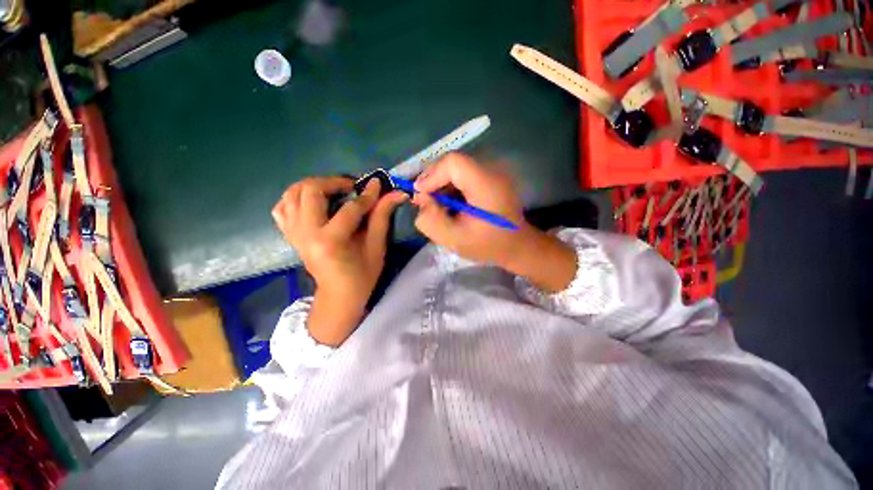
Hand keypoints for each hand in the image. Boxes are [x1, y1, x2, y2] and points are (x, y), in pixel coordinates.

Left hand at [272, 177, 406, 345]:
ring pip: (292, 193)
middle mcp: (306, 233)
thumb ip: (382, 216)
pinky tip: (313, 201)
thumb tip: (395, 193)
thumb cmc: (363, 275)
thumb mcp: (376, 247)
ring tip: (333, 190)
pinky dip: (296, 198)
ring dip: (314, 185)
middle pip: (311, 191)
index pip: (349, 208)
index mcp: (330, 241)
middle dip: (334, 182)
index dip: (367, 196)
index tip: (378, 185)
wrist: (338, 295)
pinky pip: (283, 207)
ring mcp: (293, 233)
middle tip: (352, 186)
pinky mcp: (289, 235)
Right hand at [413, 153, 575, 291]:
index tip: (422, 197)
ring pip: (456, 166)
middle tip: (425, 201)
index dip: (431, 176)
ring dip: (440, 183)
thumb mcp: (454, 240)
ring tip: (436, 204)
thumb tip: (422, 199)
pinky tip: (450, 201)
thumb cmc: (488, 245)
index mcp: (486, 184)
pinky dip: (451, 184)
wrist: (516, 244)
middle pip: (452, 161)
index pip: (453, 163)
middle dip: (433, 180)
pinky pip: (464, 171)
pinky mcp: (491, 174)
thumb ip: (431, 221)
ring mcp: (494, 169)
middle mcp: (492, 169)